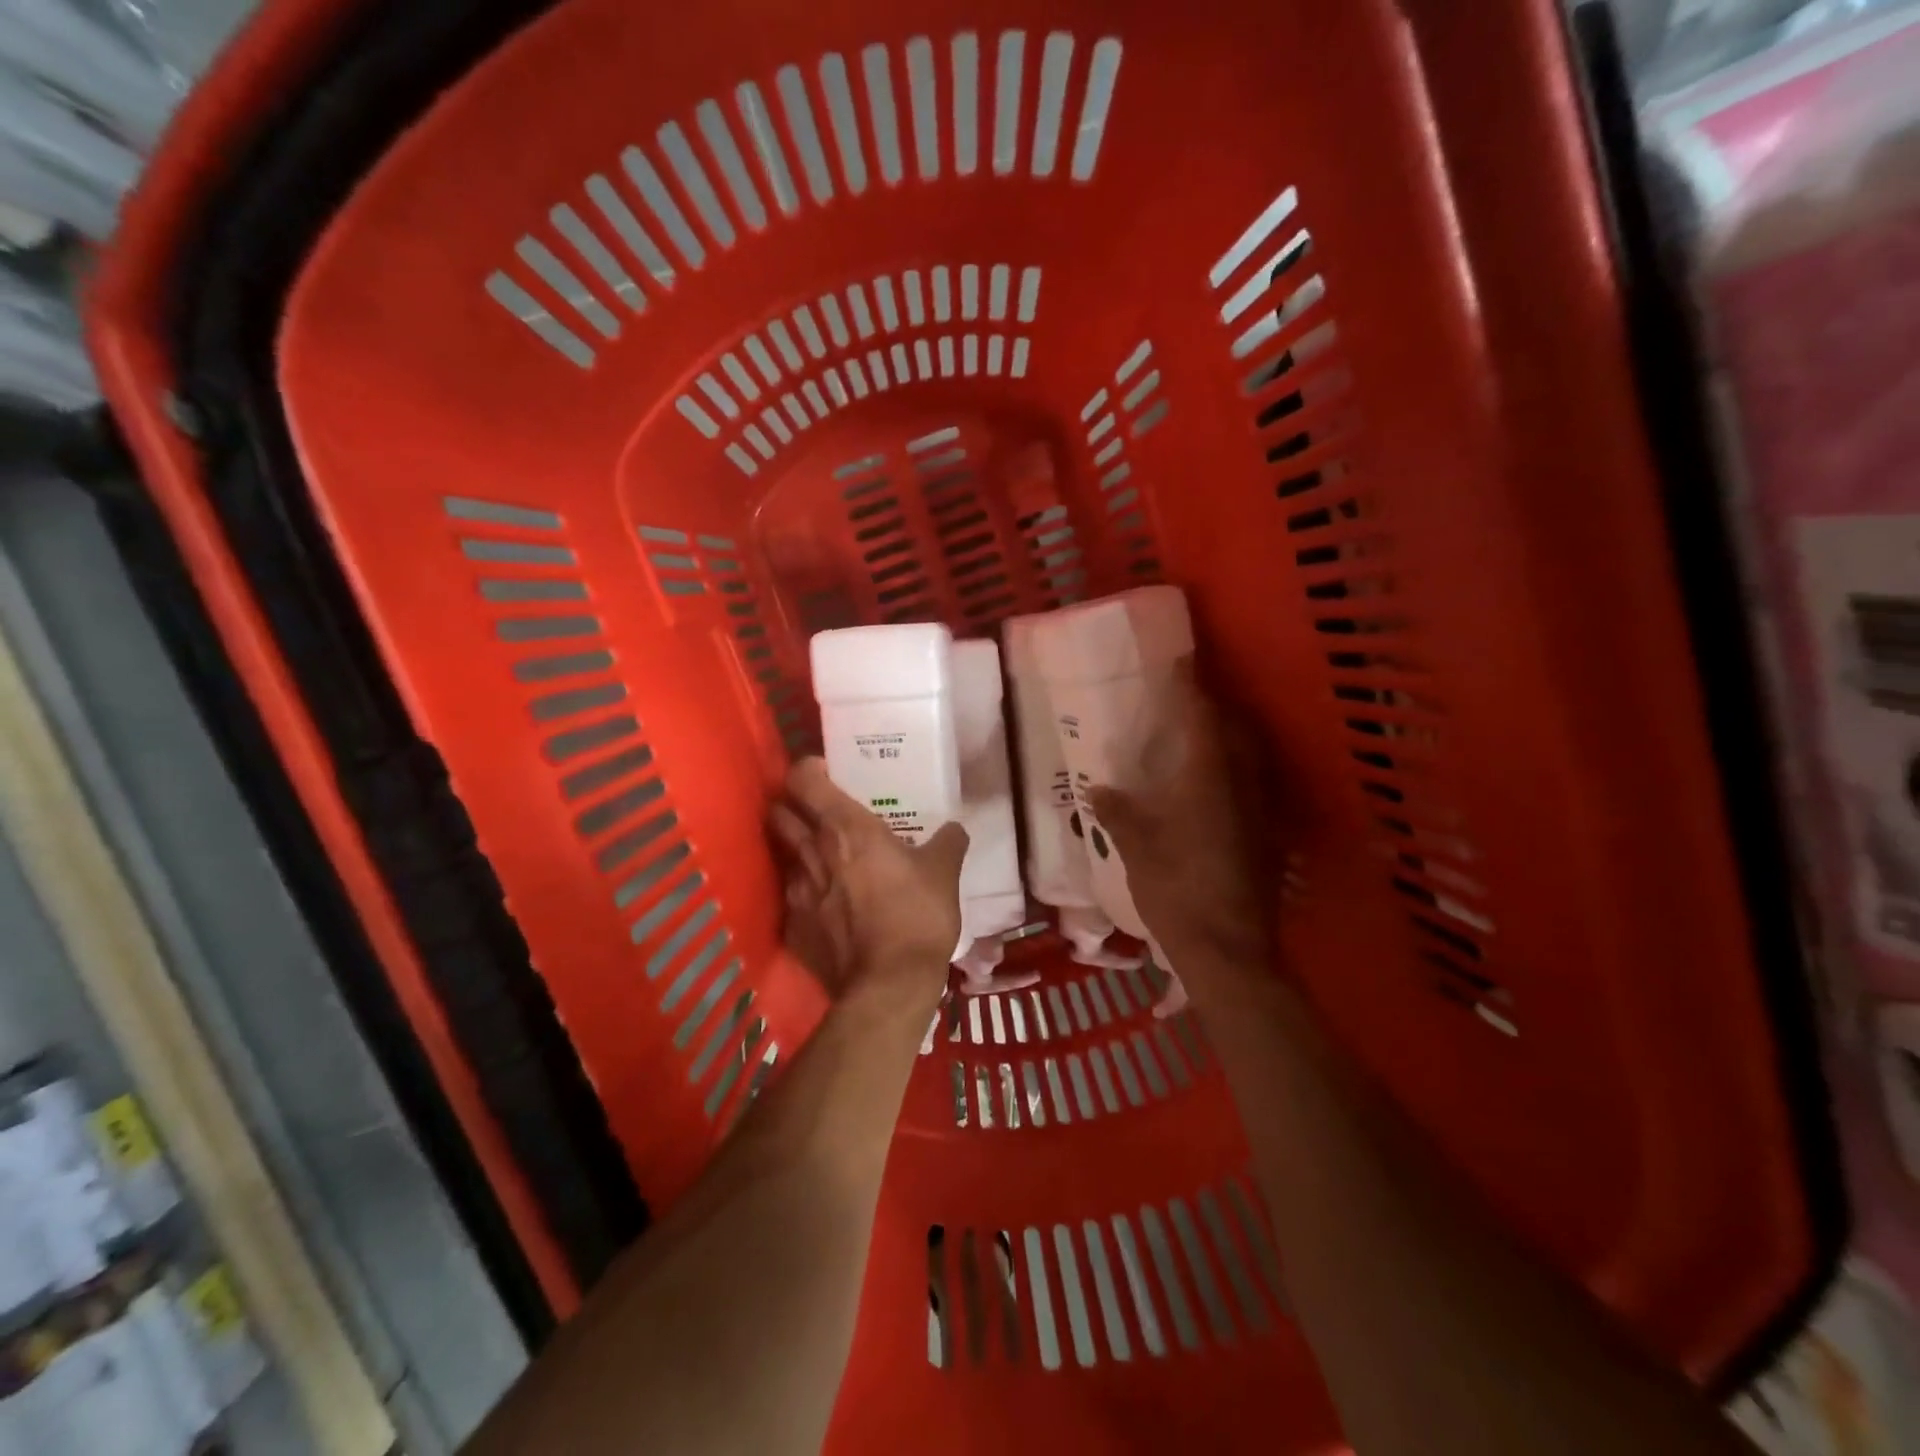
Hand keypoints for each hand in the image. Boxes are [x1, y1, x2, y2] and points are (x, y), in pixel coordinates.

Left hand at [769, 758, 968, 1003]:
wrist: (888, 985)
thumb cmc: (917, 916)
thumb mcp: (944, 873)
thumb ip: (948, 842)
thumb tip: (954, 829)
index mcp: (847, 828)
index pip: (804, 779)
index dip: (809, 770)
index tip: (826, 773)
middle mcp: (813, 851)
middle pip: (779, 812)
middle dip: (791, 807)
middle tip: (817, 813)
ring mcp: (797, 891)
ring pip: (784, 855)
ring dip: (798, 851)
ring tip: (823, 860)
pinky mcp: (793, 927)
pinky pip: (792, 899)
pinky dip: (805, 896)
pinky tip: (826, 908)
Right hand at [1087, 661, 1276, 969]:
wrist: (1229, 950)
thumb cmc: (1176, 892)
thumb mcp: (1136, 851)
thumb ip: (1118, 814)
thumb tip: (1098, 788)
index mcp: (1207, 780)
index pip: (1201, 717)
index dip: (1189, 687)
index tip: (1178, 663)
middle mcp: (1242, 785)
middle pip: (1235, 729)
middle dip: (1213, 708)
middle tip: (1186, 701)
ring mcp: (1261, 810)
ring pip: (1249, 756)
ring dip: (1227, 737)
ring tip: (1198, 736)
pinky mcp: (1268, 835)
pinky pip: (1253, 783)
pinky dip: (1234, 769)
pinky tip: (1212, 786)